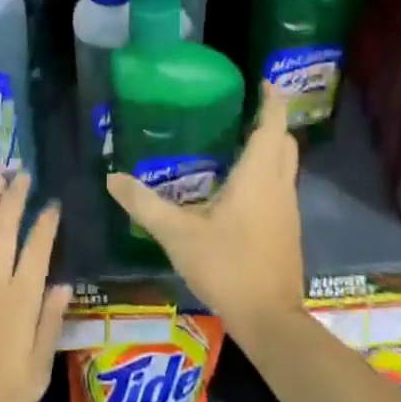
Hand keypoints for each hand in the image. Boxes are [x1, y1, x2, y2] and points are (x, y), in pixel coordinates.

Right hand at [106, 83, 304, 345]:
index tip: (266, 81)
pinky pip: (281, 187)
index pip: (272, 125)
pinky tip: (240, 189)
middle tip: (245, 112)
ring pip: (286, 165)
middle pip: (284, 142)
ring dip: (269, 149)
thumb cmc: (227, 266)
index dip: (273, 100)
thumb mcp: (178, 235)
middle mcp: (279, 186)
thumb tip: (112, 179)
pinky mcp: (288, 230)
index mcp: (258, 176)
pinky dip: (267, 174)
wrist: (270, 320)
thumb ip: (144, 205)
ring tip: (237, 143)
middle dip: (271, 122)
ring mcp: (288, 210)